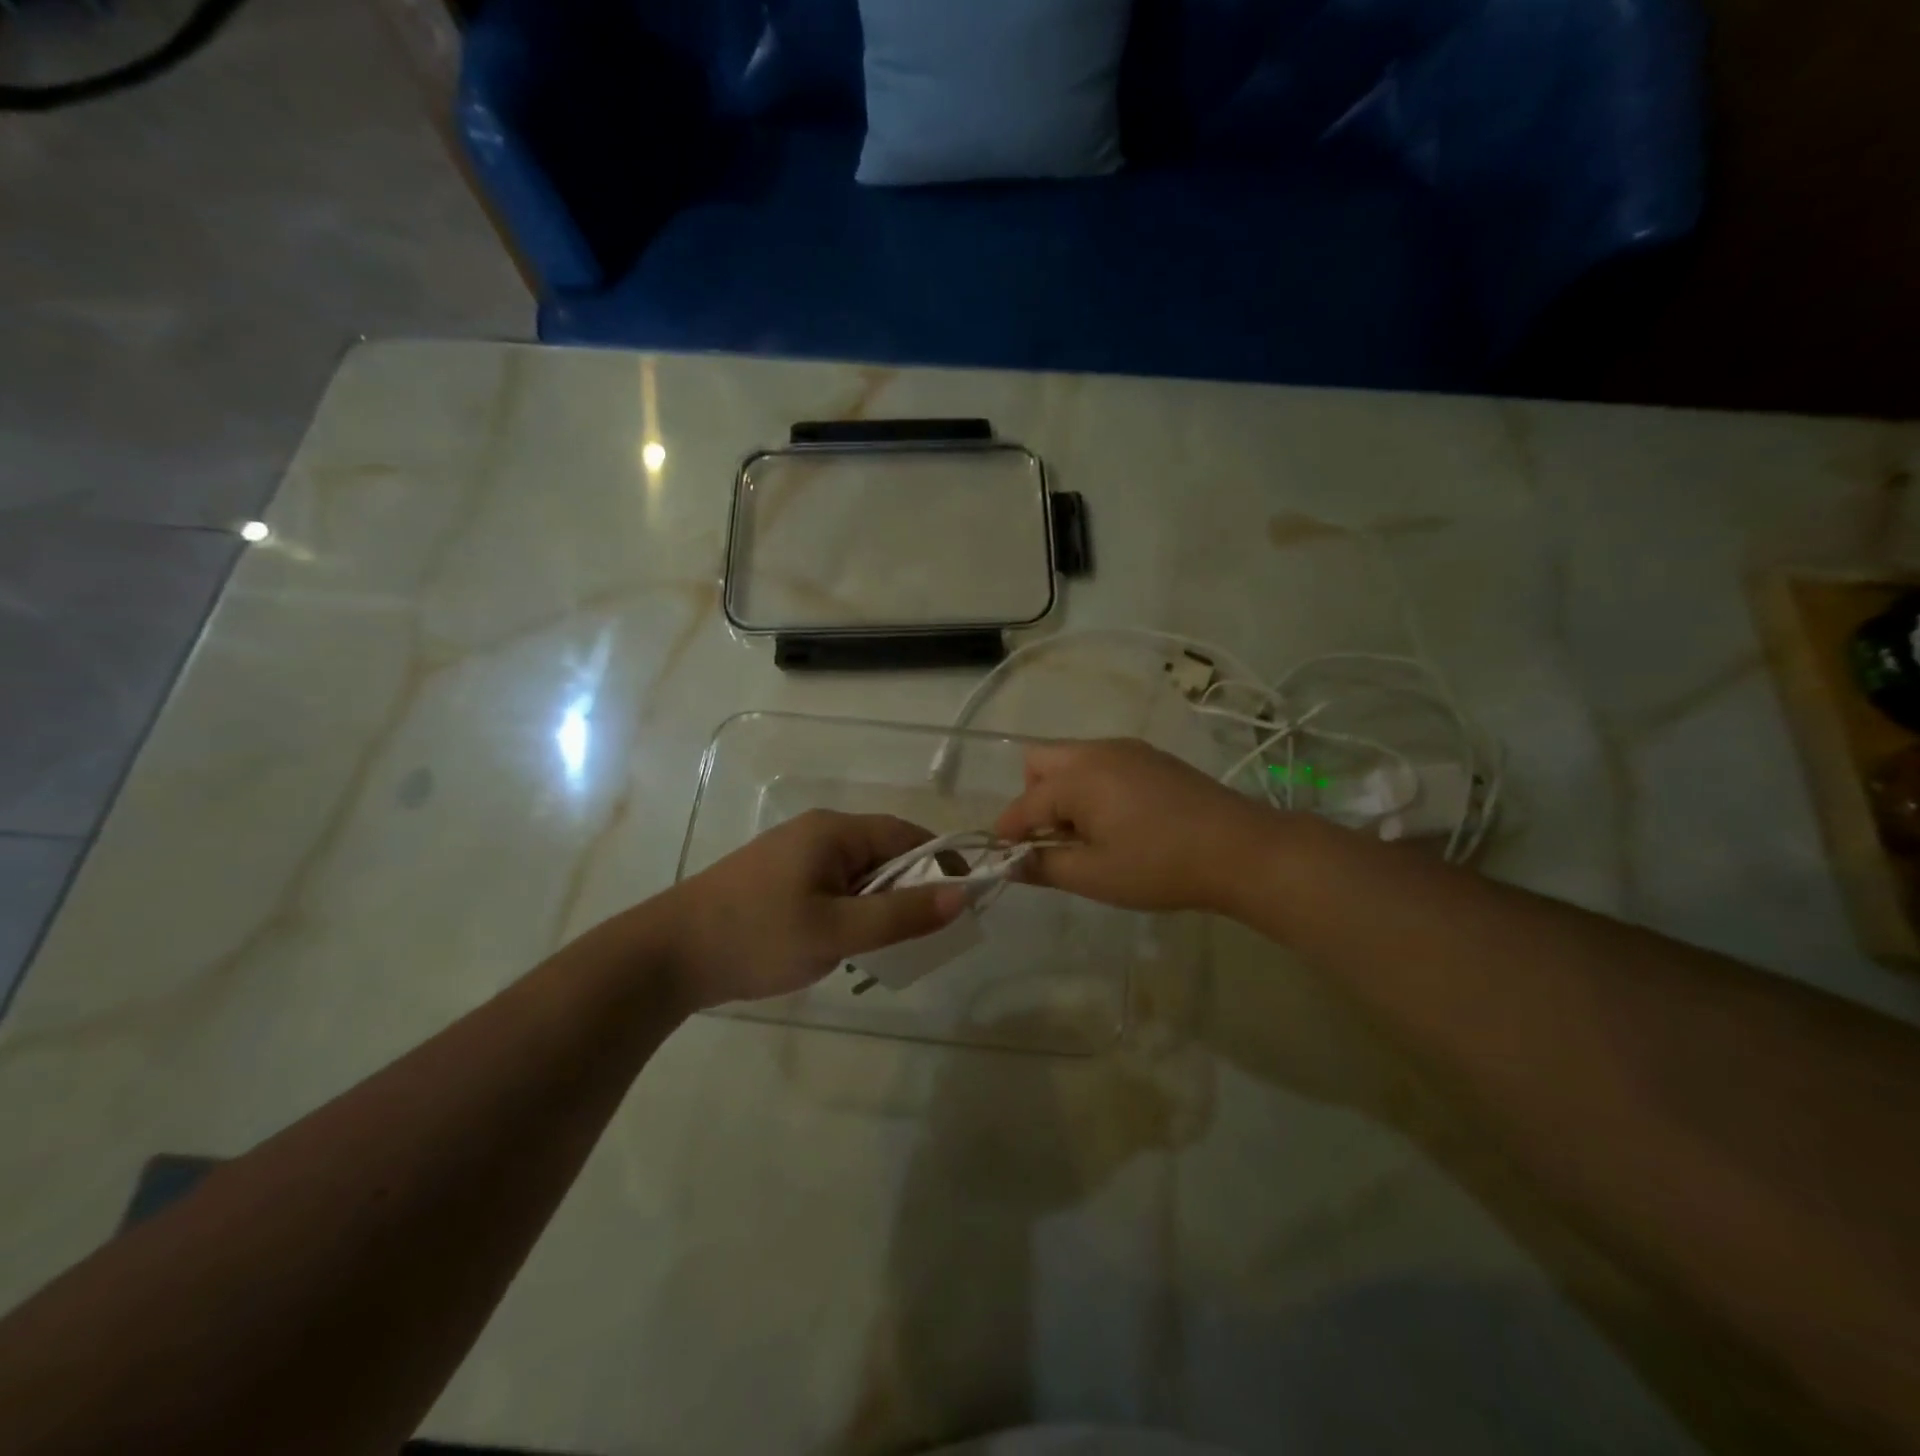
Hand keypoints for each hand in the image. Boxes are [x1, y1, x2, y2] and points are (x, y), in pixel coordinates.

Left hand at [656, 811, 964, 1010]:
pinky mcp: (779, 879)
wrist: (666, 956)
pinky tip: (848, 943)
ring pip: (859, 874)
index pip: (907, 835)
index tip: (963, 902)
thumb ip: (900, 915)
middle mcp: (817, 832)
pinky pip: (834, 886)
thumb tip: (961, 896)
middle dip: (911, 889)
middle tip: (926, 934)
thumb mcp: (836, 931)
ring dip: (881, 904)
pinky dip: (853, 910)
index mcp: (834, 831)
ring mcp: (795, 854)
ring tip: (889, 945)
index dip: (941, 864)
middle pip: (884, 853)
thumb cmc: (757, 937)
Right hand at [993, 738, 1282, 914]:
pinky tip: (1118, 822)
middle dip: (1032, 799)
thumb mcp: (1095, 875)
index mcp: (1078, 777)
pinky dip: (1091, 787)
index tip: (1002, 858)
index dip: (1008, 832)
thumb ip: (1044, 867)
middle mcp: (1097, 751)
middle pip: (1040, 763)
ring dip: (1062, 792)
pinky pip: (1102, 763)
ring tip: (1087, 836)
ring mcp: (1128, 750)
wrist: (1241, 849)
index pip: (1024, 803)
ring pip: (1072, 760)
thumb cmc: (1160, 866)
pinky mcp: (1152, 758)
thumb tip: (1010, 864)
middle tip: (1051, 840)